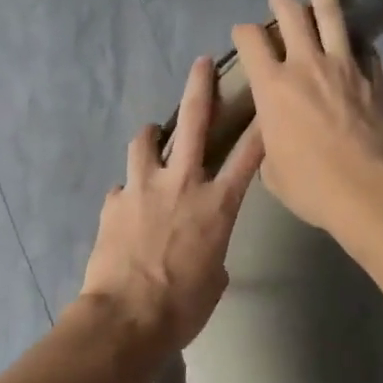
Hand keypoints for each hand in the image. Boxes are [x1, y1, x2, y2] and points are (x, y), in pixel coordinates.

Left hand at [80, 56, 265, 355]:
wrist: (126, 318)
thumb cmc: (182, 305)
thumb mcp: (215, 277)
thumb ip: (213, 248)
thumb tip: (200, 244)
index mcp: (216, 204)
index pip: (248, 155)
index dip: (260, 125)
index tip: (268, 100)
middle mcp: (181, 183)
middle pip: (194, 122)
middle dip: (200, 87)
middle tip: (201, 64)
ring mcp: (143, 187)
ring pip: (146, 141)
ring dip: (152, 135)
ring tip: (153, 136)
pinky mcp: (114, 201)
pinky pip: (123, 187)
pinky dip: (129, 191)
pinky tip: (127, 207)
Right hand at [230, 0, 382, 232]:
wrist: (367, 190)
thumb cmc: (310, 185)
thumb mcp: (272, 169)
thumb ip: (268, 142)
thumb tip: (274, 134)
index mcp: (272, 87)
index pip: (251, 42)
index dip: (244, 32)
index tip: (243, 33)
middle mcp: (305, 66)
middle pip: (292, 17)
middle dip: (281, 3)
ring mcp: (344, 67)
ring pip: (331, 17)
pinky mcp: (373, 77)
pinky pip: (363, 48)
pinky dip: (355, 39)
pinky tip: (355, 36)